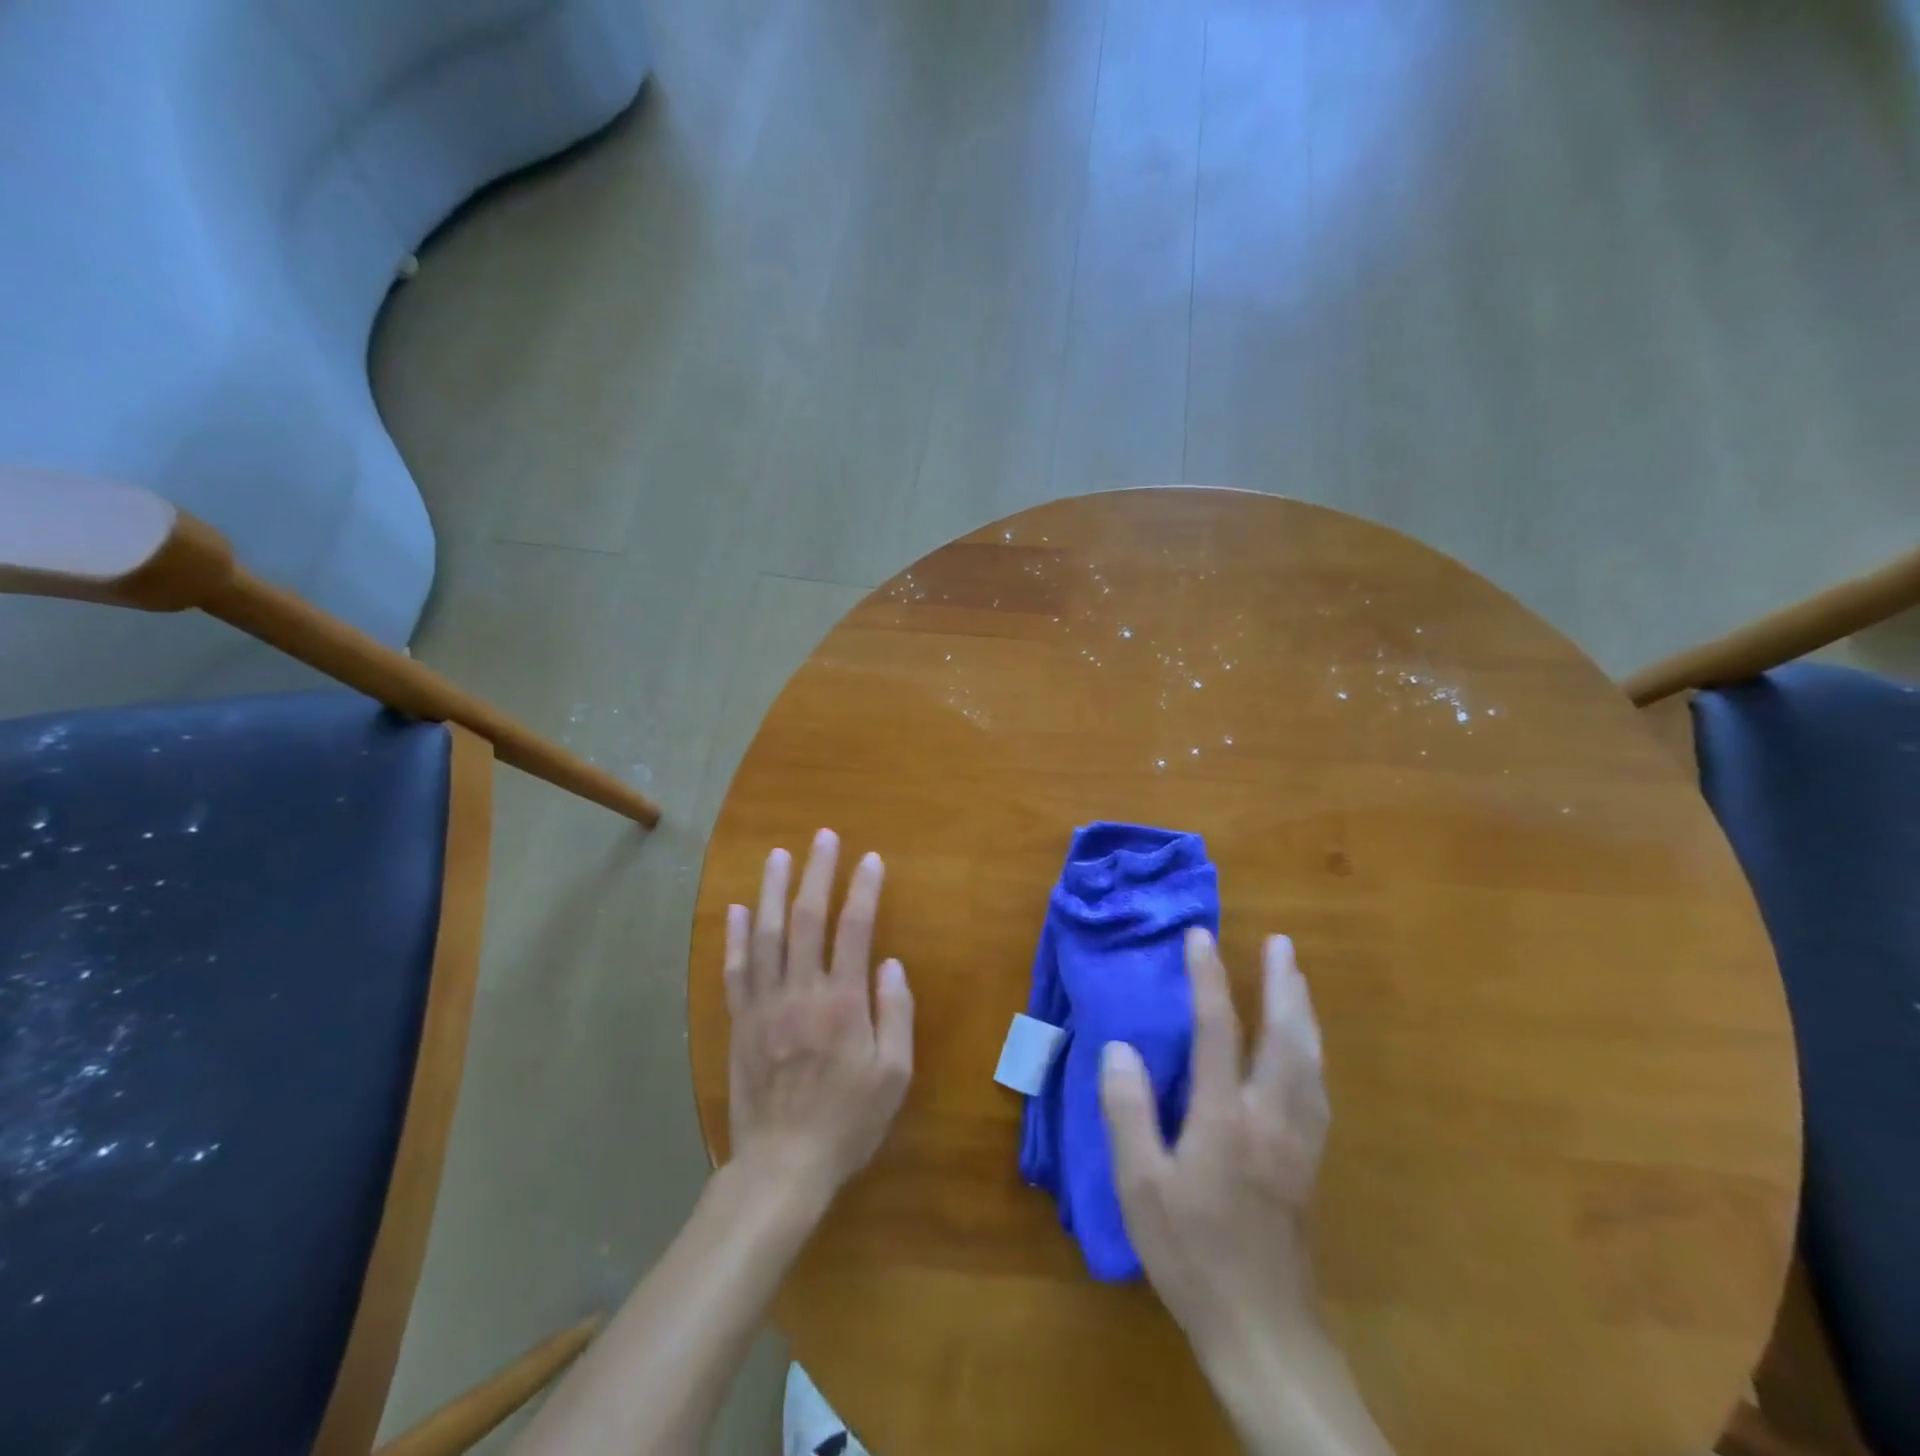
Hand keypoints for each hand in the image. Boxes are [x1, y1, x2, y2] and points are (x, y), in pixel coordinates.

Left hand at [724, 829, 914, 1205]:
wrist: (781, 1167)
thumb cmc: (847, 1122)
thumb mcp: (893, 1076)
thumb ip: (895, 1014)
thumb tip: (890, 964)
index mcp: (842, 1003)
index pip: (855, 929)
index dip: (863, 890)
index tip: (871, 860)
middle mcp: (800, 992)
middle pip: (806, 919)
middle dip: (816, 873)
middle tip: (822, 837)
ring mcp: (764, 1004)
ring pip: (765, 934)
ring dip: (772, 890)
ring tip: (778, 855)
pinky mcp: (739, 1021)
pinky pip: (735, 969)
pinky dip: (735, 935)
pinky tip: (738, 908)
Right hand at [1099, 929, 1328, 1356]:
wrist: (1264, 1331)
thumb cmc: (1192, 1254)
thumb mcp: (1140, 1186)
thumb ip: (1128, 1111)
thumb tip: (1119, 1047)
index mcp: (1226, 1117)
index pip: (1217, 1029)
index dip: (1208, 978)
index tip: (1200, 936)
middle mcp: (1271, 1116)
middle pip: (1284, 1035)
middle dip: (1282, 983)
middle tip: (1281, 942)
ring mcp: (1299, 1140)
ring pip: (1310, 1060)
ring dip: (1303, 1011)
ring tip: (1298, 979)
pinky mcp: (1311, 1162)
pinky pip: (1318, 1089)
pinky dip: (1313, 1053)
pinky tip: (1309, 1050)